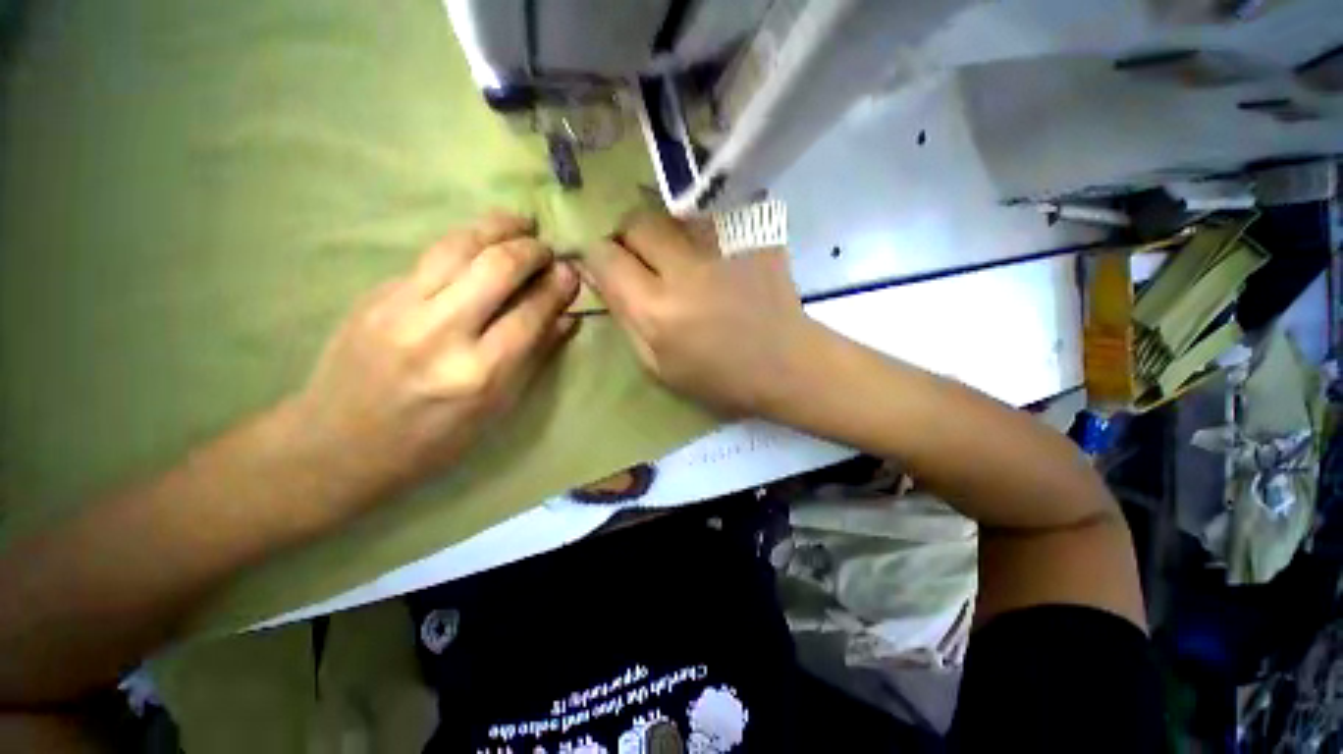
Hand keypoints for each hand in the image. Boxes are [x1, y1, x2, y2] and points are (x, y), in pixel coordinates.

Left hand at [289, 212, 578, 504]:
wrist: (340, 444)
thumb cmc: (434, 439)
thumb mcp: (497, 408)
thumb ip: (535, 356)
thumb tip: (568, 317)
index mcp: (479, 374)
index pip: (531, 313)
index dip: (558, 287)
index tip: (571, 271)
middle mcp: (440, 333)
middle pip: (497, 267)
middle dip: (531, 249)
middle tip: (546, 248)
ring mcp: (399, 308)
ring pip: (458, 245)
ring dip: (497, 227)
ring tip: (520, 223)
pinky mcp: (374, 294)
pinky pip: (430, 256)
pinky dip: (464, 243)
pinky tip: (479, 244)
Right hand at [579, 212, 820, 416]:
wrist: (786, 365)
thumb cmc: (719, 378)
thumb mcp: (657, 366)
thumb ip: (624, 318)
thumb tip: (599, 275)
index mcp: (656, 311)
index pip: (605, 256)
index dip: (600, 258)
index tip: (609, 268)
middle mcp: (684, 270)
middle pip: (636, 222)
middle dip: (629, 238)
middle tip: (643, 261)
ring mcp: (722, 246)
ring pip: (671, 214)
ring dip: (665, 234)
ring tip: (680, 259)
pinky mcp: (751, 235)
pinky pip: (708, 218)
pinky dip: (699, 233)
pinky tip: (712, 257)